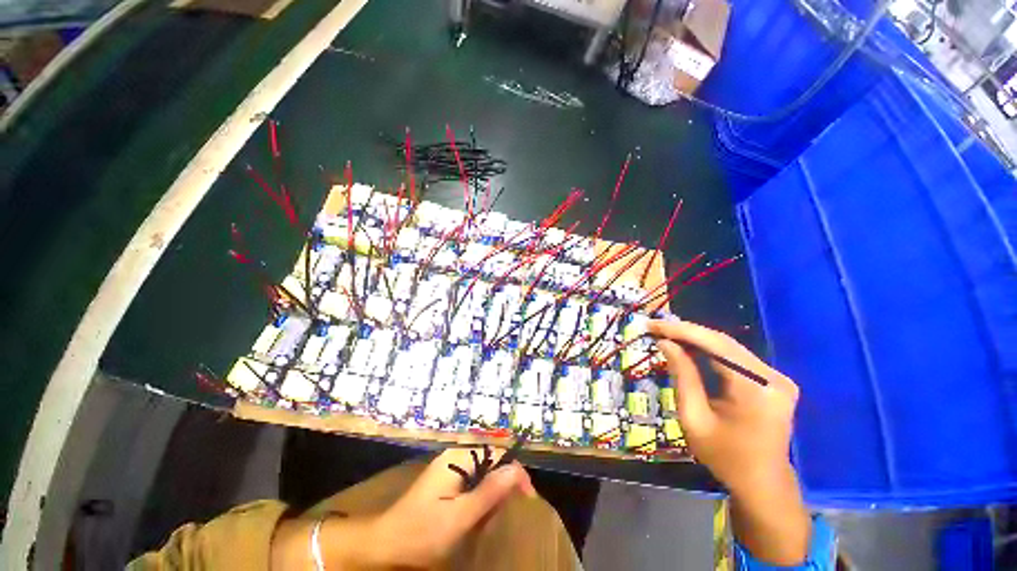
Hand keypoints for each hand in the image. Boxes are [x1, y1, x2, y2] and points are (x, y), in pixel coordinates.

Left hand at [370, 447, 535, 566]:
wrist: (383, 547)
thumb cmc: (420, 533)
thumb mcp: (458, 517)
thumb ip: (488, 493)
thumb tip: (516, 470)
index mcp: (458, 459)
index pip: (496, 454)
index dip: (514, 472)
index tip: (527, 499)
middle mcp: (455, 458)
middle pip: (491, 463)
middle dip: (501, 487)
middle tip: (502, 515)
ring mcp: (449, 470)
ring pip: (483, 475)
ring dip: (491, 496)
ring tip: (488, 520)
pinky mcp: (445, 483)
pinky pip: (472, 485)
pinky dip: (479, 500)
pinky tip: (475, 518)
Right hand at [647, 319, 797, 491]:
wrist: (763, 484)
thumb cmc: (725, 458)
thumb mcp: (694, 419)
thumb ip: (682, 377)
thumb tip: (665, 343)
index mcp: (756, 391)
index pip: (716, 346)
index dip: (682, 331)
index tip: (653, 324)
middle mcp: (772, 378)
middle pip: (723, 343)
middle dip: (686, 332)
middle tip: (655, 327)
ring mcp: (776, 378)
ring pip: (728, 347)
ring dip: (695, 339)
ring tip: (665, 333)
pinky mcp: (771, 380)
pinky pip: (734, 357)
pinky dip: (708, 350)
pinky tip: (687, 347)